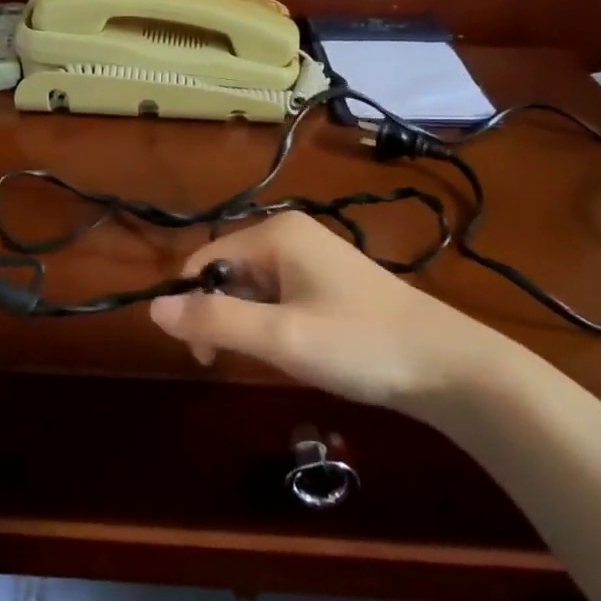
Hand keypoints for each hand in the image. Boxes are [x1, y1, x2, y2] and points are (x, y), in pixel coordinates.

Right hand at [147, 210, 523, 407]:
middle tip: (238, 362)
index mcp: (275, 234)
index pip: (203, 261)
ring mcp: (313, 256)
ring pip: (253, 288)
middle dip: (221, 315)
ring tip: (275, 357)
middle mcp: (290, 234)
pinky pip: (279, 296)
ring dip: (248, 323)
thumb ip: (214, 321)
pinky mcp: (329, 281)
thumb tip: (153, 309)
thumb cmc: (359, 344)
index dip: (192, 305)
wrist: (448, 366)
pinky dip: (274, 323)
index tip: (204, 354)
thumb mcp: (280, 336)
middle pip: (226, 272)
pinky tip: (297, 349)